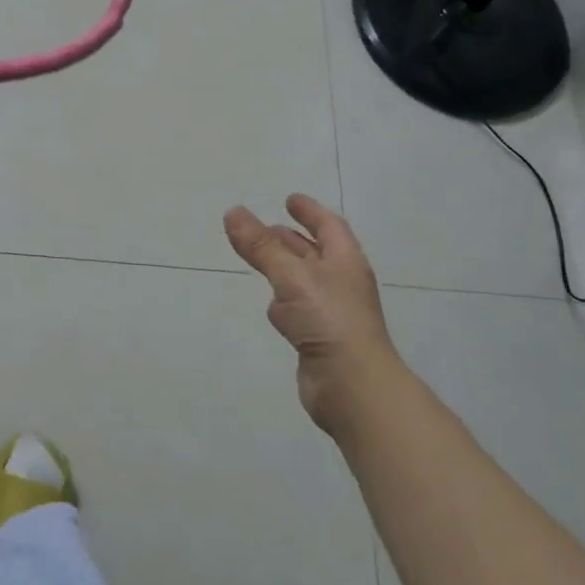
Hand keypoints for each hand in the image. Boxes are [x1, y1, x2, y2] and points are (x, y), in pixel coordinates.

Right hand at [224, 194, 398, 435]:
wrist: (352, 386)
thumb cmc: (329, 320)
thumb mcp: (292, 277)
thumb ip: (261, 247)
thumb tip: (233, 211)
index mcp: (345, 261)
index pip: (329, 226)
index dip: (310, 211)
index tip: (289, 199)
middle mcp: (341, 283)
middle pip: (315, 252)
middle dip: (292, 238)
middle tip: (264, 228)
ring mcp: (332, 313)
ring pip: (304, 282)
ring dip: (286, 268)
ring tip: (261, 259)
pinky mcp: (319, 339)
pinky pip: (299, 310)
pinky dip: (285, 302)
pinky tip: (272, 307)